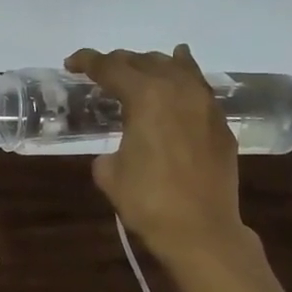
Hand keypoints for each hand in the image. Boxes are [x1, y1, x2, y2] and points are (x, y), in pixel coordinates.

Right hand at [65, 44, 259, 270]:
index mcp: (145, 97)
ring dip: (151, 65)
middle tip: (99, 72)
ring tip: (137, 70)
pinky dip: (183, 76)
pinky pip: (198, 86)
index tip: (71, 64)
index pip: (111, 67)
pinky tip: (179, 72)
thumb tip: (119, 150)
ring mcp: (204, 104)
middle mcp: (177, 89)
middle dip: (118, 62)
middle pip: (143, 61)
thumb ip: (109, 149)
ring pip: (176, 67)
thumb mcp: (109, 173)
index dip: (87, 61)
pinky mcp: (220, 123)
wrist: (201, 230)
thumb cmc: (148, 202)